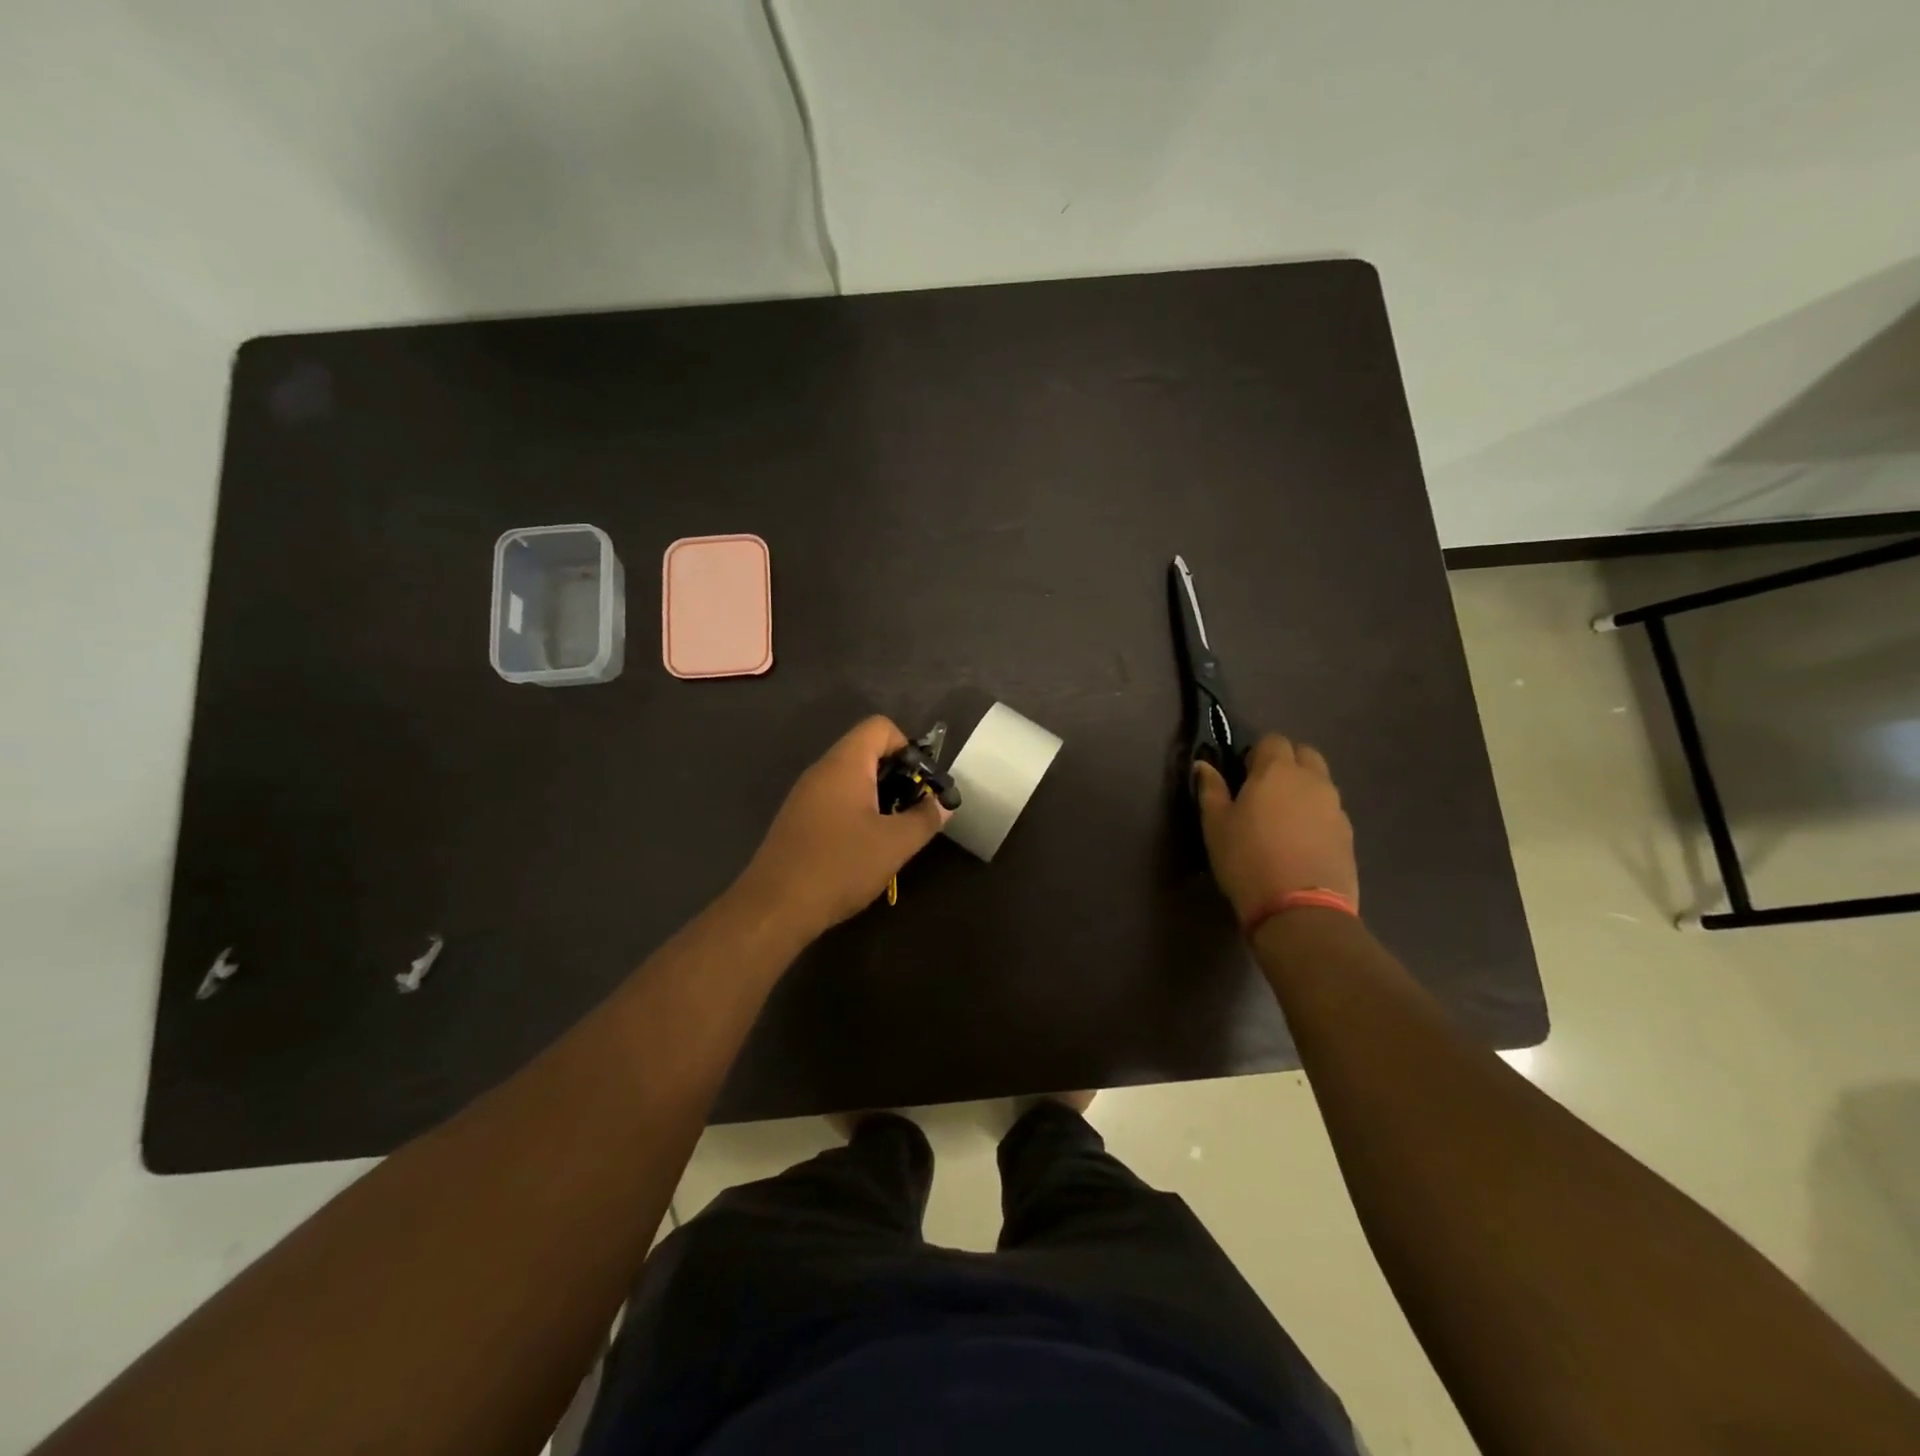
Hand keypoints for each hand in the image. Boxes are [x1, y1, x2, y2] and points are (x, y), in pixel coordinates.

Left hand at [735, 716, 949, 936]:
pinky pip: (835, 800)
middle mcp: (821, 771)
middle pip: (866, 751)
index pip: (880, 726)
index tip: (921, 783)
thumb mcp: (894, 844)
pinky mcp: (797, 820)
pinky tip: (865, 847)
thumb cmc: (840, 866)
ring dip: (878, 797)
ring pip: (851, 778)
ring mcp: (805, 796)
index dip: (907, 746)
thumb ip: (925, 818)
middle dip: (897, 775)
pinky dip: (857, 812)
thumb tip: (944, 804)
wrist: (775, 907)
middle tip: (914, 809)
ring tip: (894, 831)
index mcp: (844, 765)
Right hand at [1194, 734, 1356, 925]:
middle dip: (1286, 763)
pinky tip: (1300, 842)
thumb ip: (1211, 789)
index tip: (1242, 775)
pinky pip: (1331, 811)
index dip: (1256, 753)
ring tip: (1283, 819)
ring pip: (1320, 783)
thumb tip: (1204, 765)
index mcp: (1276, 770)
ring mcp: (1336, 807)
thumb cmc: (1247, 860)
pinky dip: (1316, 816)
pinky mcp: (1349, 834)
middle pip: (1304, 754)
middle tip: (1264, 791)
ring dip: (1303, 789)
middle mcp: (1312, 780)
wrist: (1300, 910)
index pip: (1272, 740)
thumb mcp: (1215, 825)